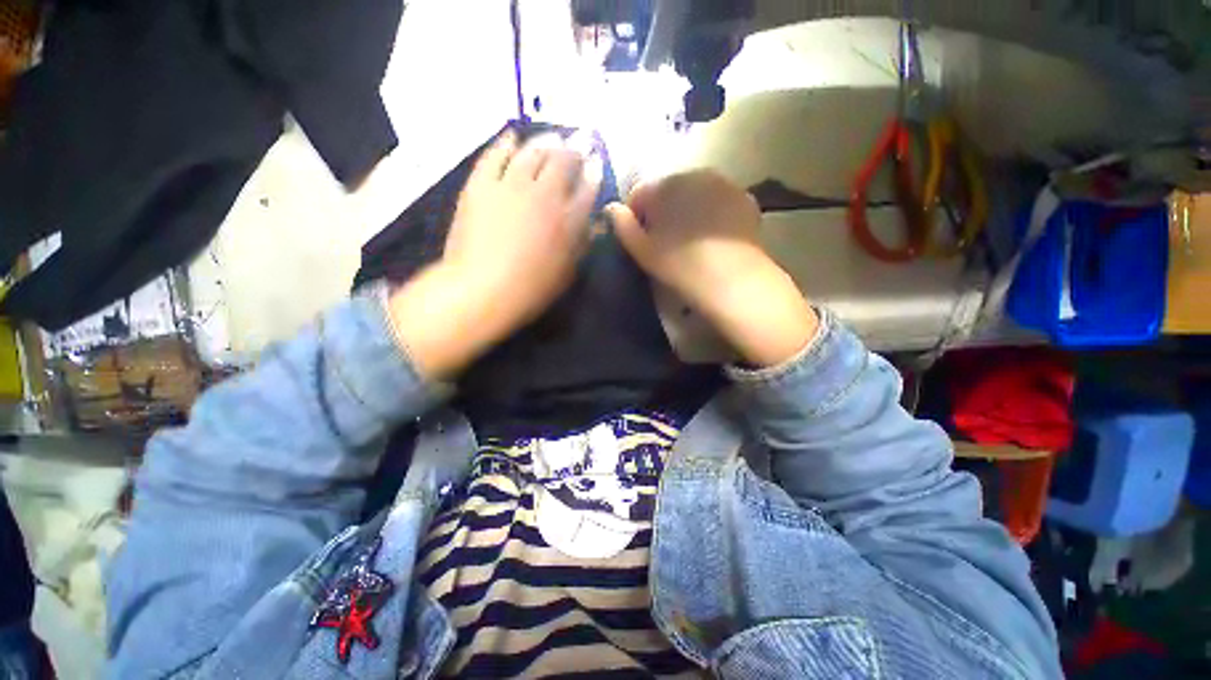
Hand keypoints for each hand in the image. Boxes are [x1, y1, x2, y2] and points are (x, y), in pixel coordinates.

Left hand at [388, 130, 602, 378]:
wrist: (483, 289)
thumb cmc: (531, 289)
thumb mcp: (567, 273)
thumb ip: (583, 244)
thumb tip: (595, 224)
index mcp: (569, 220)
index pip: (588, 187)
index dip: (594, 172)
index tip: (596, 162)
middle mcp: (545, 194)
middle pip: (564, 161)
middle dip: (575, 148)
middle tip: (579, 141)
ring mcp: (511, 186)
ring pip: (532, 152)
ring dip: (546, 142)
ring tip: (552, 137)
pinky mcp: (481, 185)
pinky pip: (494, 155)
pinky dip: (504, 143)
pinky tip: (512, 136)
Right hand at [607, 170, 818, 367]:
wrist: (732, 280)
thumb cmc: (679, 266)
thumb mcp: (642, 251)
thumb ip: (622, 226)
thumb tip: (610, 208)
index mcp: (664, 186)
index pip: (638, 195)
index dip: (634, 218)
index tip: (639, 241)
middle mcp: (694, 174)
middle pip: (668, 190)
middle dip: (663, 211)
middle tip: (665, 242)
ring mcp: (724, 183)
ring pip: (695, 194)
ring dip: (688, 210)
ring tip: (691, 241)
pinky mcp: (744, 198)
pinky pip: (719, 201)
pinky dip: (712, 214)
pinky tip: (714, 239)